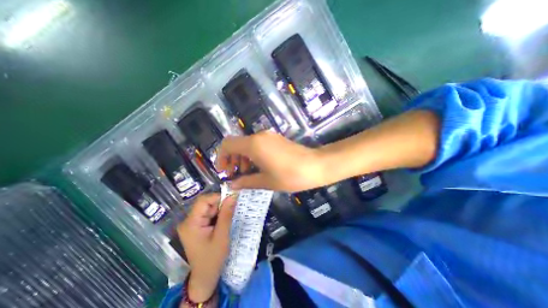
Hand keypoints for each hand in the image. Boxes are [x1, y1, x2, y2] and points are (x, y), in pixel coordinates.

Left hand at [175, 194, 234, 301]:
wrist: (205, 276)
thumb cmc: (213, 258)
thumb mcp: (222, 235)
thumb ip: (226, 214)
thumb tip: (233, 196)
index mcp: (191, 223)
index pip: (203, 201)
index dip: (218, 197)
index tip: (232, 199)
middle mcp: (189, 221)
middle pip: (206, 203)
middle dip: (220, 205)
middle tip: (231, 211)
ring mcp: (192, 223)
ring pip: (208, 208)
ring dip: (220, 210)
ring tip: (227, 219)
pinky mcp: (196, 226)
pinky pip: (208, 214)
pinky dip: (217, 215)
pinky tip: (222, 222)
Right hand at [214, 130, 324, 192]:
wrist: (316, 165)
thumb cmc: (290, 176)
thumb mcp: (266, 181)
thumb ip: (246, 182)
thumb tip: (232, 185)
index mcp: (253, 145)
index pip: (227, 144)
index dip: (221, 157)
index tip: (225, 171)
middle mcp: (259, 136)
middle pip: (237, 144)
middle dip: (232, 159)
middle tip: (236, 175)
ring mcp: (269, 136)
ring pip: (247, 144)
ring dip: (243, 158)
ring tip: (248, 174)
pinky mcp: (276, 139)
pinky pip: (258, 144)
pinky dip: (253, 155)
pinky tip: (259, 167)